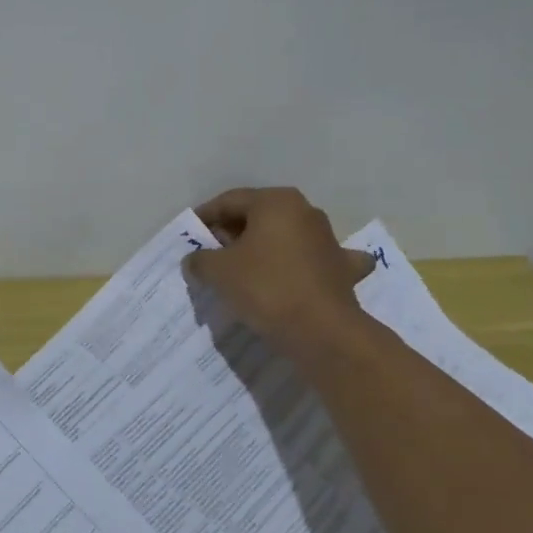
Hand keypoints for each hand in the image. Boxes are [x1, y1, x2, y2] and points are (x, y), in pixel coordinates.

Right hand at [184, 187, 376, 363]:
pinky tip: (297, 277)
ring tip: (243, 270)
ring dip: (264, 249)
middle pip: (258, 217)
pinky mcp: (343, 269)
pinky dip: (302, 266)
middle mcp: (306, 212)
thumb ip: (199, 259)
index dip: (205, 217)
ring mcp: (329, 240)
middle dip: (232, 233)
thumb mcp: (217, 271)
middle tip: (210, 254)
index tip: (189, 235)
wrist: (321, 331)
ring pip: (286, 237)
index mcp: (276, 202)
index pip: (229, 201)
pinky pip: (314, 261)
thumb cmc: (265, 287)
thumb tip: (196, 261)